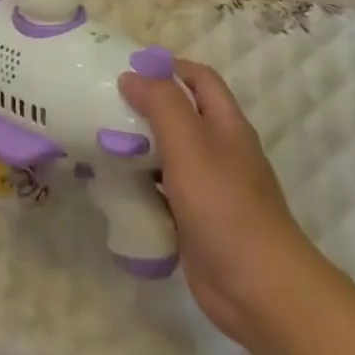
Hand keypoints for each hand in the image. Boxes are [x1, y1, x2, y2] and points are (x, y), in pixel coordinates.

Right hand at [118, 60, 316, 344]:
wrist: (258, 288)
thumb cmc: (224, 205)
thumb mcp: (190, 144)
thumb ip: (162, 104)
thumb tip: (132, 75)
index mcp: (226, 125)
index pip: (199, 78)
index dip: (167, 66)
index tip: (126, 69)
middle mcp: (219, 150)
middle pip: (180, 114)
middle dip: (144, 106)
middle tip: (102, 104)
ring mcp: (208, 187)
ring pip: (167, 153)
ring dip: (137, 145)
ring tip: (97, 139)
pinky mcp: (194, 220)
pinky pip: (161, 191)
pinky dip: (139, 183)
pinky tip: (111, 185)